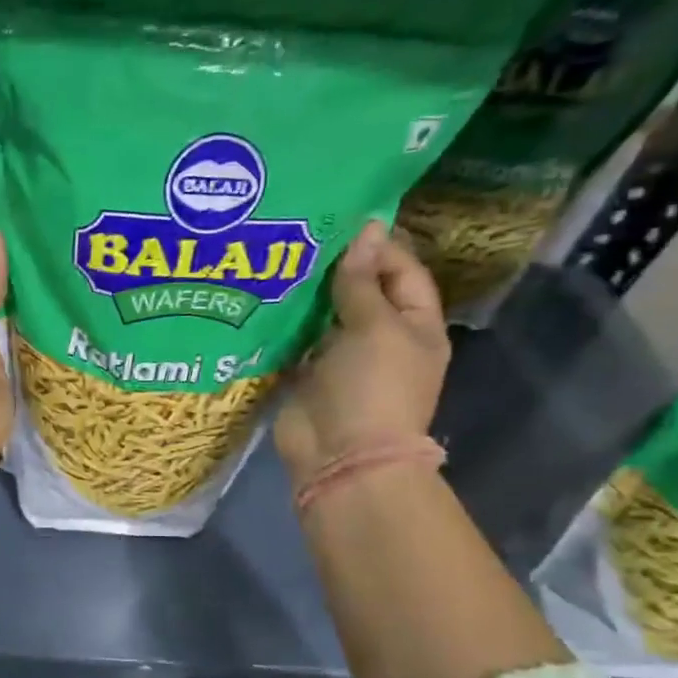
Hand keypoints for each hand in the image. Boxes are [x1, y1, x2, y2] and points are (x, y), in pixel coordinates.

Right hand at [275, 219, 449, 485]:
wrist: (341, 458)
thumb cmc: (373, 388)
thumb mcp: (375, 327)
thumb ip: (362, 281)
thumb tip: (366, 229)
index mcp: (415, 326)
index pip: (403, 272)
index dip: (380, 246)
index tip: (344, 219)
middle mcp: (381, 339)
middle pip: (361, 291)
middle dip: (336, 266)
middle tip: (300, 232)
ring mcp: (342, 360)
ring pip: (324, 316)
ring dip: (305, 293)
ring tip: (276, 257)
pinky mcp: (307, 377)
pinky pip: (296, 342)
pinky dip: (282, 323)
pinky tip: (262, 296)